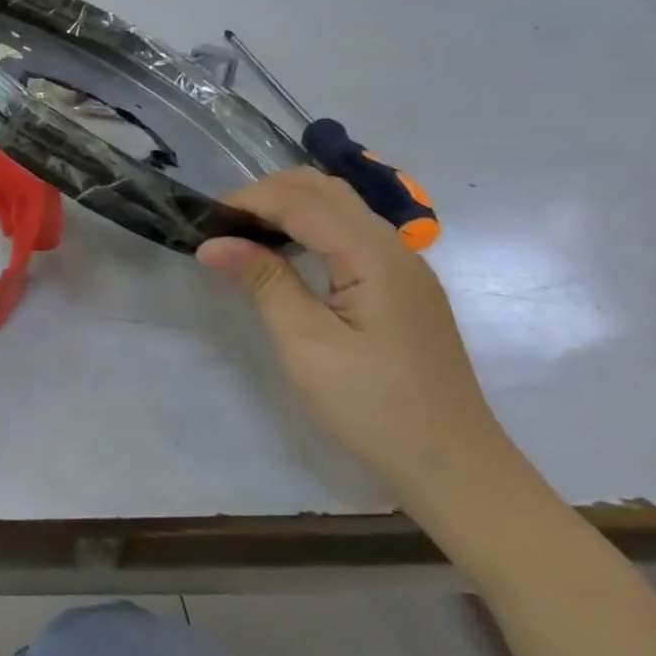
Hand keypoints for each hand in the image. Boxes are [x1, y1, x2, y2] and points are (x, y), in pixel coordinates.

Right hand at [197, 168, 511, 502]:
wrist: (452, 465)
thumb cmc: (372, 406)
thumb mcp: (305, 344)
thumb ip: (263, 281)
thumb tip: (212, 243)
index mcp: (374, 257)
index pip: (302, 200)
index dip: (249, 199)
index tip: (203, 219)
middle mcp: (394, 248)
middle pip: (324, 189)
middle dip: (267, 194)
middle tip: (222, 226)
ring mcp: (403, 266)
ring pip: (339, 206)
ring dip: (287, 207)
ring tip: (244, 236)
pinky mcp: (400, 286)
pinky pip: (349, 232)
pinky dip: (308, 227)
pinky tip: (284, 255)